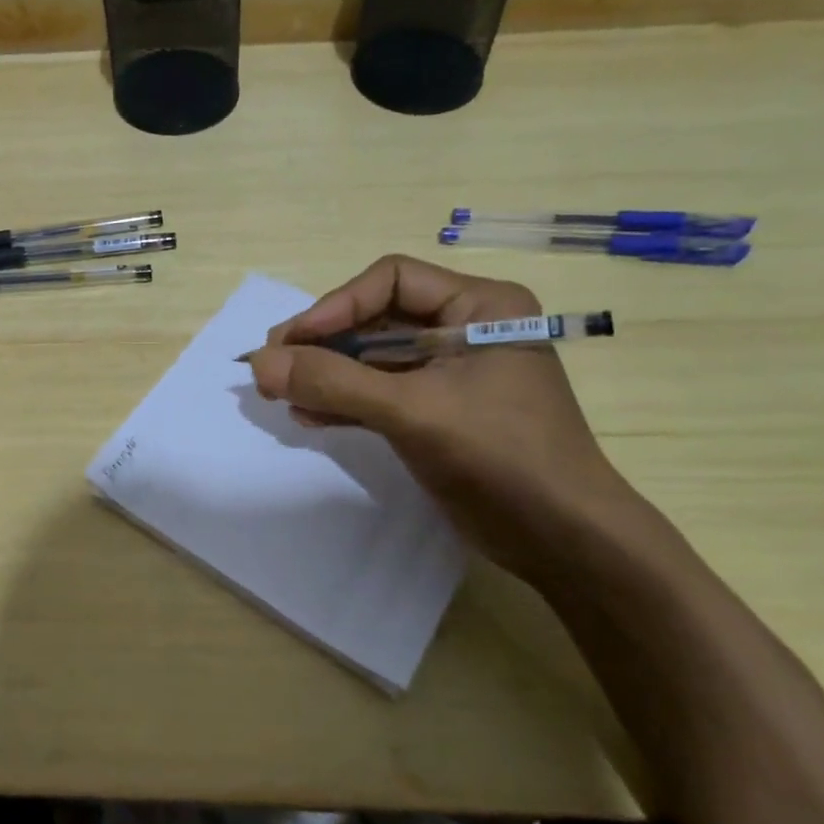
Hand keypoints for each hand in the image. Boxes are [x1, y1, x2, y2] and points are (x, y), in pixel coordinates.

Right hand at [246, 255, 635, 582]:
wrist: (565, 542)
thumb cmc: (501, 458)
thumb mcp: (413, 412)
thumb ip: (334, 383)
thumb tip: (259, 363)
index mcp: (479, 306)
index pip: (390, 281)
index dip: (335, 306)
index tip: (291, 342)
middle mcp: (465, 328)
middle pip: (376, 319)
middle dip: (324, 344)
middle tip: (273, 368)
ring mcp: (451, 372)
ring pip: (373, 358)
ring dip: (327, 374)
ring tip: (280, 393)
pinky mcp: (439, 410)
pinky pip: (381, 391)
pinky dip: (345, 400)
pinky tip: (309, 415)